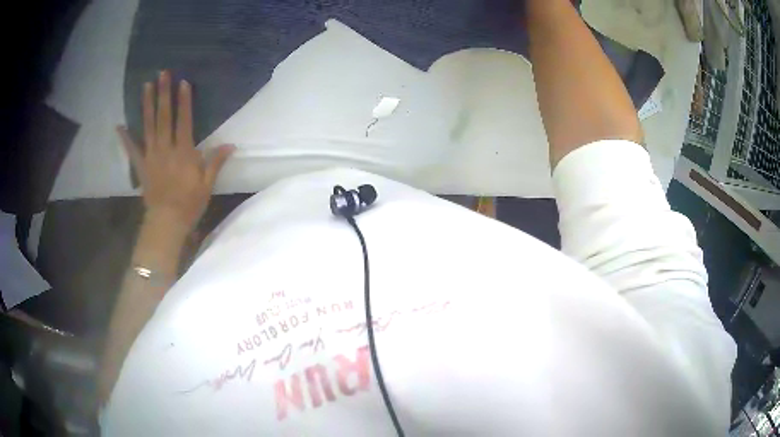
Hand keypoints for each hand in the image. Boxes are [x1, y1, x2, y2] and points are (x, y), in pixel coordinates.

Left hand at [117, 71, 233, 232]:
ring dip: (147, 104)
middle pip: (164, 117)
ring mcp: (151, 156)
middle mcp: (166, 149)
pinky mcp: (141, 166)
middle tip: (162, 73)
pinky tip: (119, 125)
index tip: (182, 82)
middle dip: (163, 94)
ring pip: (148, 126)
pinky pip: (131, 150)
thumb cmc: (189, 204)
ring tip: (146, 85)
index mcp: (184, 152)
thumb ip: (216, 162)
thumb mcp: (207, 185)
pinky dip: (125, 137)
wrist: (166, 222)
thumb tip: (231, 145)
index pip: (184, 120)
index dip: (183, 101)